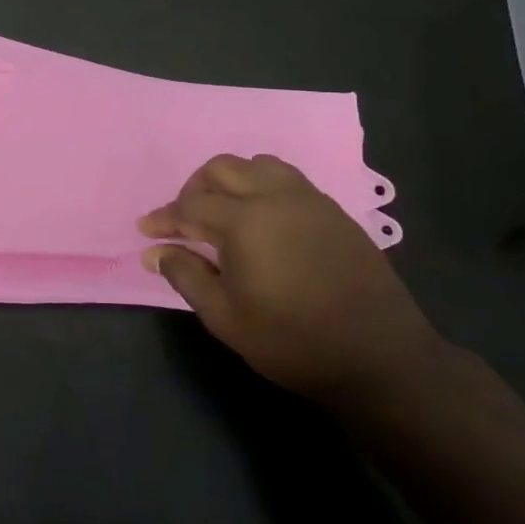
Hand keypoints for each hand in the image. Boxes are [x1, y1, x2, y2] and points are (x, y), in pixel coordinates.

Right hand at [138, 154, 439, 403]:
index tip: (146, 231)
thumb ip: (186, 275)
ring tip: (223, 213)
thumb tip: (155, 252)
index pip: (190, 206)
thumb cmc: (291, 341)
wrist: (379, 357)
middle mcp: (276, 197)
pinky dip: (262, 188)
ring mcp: (310, 201)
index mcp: (245, 221)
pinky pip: (288, 181)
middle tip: (183, 221)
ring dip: (231, 180)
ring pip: (259, 166)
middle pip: (222, 169)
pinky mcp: (334, 212)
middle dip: (194, 189)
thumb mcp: (225, 317)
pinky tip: (262, 221)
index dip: (164, 218)